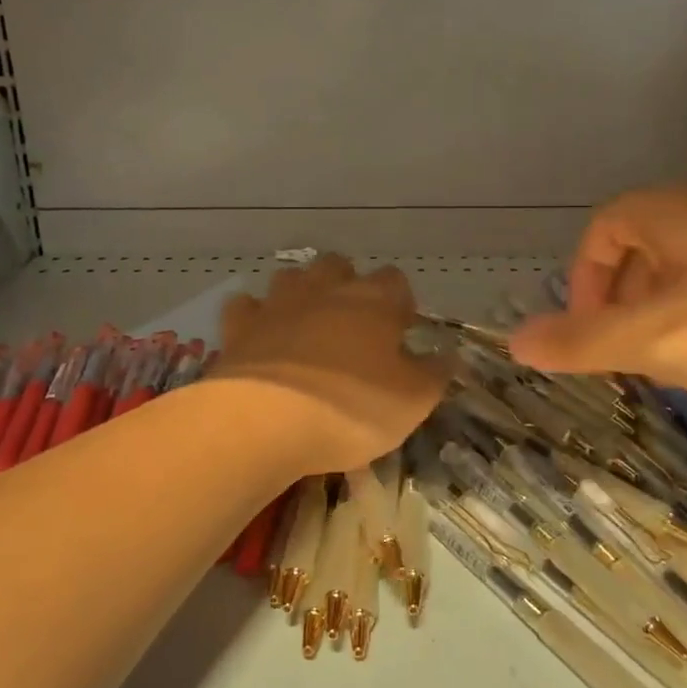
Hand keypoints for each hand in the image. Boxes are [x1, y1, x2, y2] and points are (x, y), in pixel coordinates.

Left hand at [212, 254, 447, 473]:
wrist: (264, 421)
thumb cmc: (350, 409)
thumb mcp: (412, 402)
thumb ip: (434, 374)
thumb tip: (447, 356)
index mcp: (373, 302)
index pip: (396, 281)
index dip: (400, 303)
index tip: (401, 330)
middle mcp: (325, 290)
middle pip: (339, 266)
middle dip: (348, 285)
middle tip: (353, 325)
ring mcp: (278, 303)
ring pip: (292, 277)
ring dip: (301, 293)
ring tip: (307, 325)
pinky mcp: (239, 326)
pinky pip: (246, 306)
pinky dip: (255, 316)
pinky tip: (260, 337)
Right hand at [507, 184, 686, 401]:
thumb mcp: (655, 341)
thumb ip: (580, 343)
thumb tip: (512, 341)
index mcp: (670, 214)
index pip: (602, 231)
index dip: (584, 281)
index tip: (592, 335)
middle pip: (645, 248)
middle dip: (626, 303)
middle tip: (634, 357)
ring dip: (672, 314)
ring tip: (685, 365)